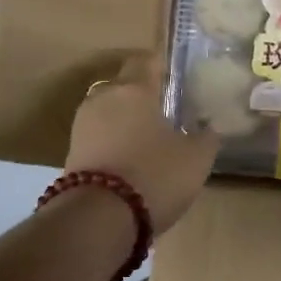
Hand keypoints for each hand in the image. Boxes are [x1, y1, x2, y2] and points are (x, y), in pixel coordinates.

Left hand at [64, 53, 219, 233]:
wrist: (99, 218)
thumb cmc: (154, 175)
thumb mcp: (196, 158)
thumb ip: (206, 137)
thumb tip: (209, 126)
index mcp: (134, 89)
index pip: (146, 62)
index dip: (161, 65)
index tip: (175, 74)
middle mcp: (103, 98)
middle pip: (124, 87)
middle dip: (142, 95)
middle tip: (165, 110)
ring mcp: (82, 126)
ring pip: (109, 112)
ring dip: (125, 121)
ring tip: (149, 138)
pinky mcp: (71, 153)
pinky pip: (99, 137)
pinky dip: (113, 143)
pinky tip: (131, 160)